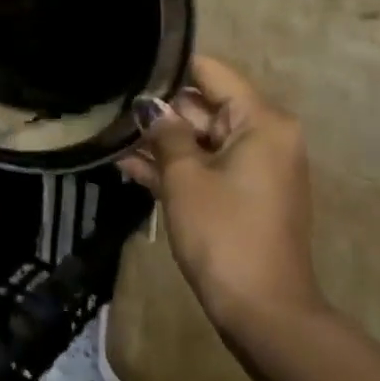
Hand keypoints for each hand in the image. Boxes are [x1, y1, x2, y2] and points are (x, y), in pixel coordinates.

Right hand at [118, 56, 319, 330]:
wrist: (263, 310)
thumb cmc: (223, 234)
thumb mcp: (185, 178)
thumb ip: (166, 134)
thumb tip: (153, 108)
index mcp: (262, 121)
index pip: (214, 74)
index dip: (172, 70)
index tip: (133, 69)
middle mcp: (266, 136)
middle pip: (208, 107)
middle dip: (163, 113)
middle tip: (114, 110)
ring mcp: (258, 168)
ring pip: (204, 141)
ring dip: (164, 143)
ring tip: (113, 139)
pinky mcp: (247, 196)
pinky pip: (210, 168)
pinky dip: (179, 168)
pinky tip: (132, 167)